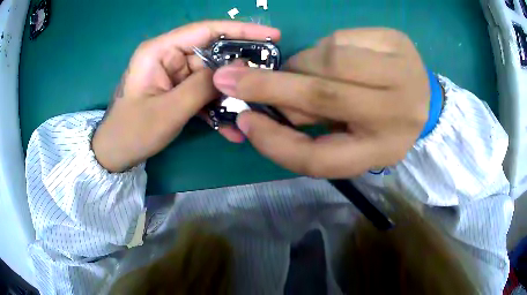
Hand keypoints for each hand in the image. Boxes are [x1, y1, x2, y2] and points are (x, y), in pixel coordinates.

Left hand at [92, 21, 280, 171]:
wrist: (115, 154)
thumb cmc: (132, 132)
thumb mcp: (168, 111)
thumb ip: (202, 87)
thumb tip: (238, 69)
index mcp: (160, 50)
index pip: (206, 30)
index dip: (241, 30)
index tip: (273, 35)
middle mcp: (168, 56)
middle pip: (213, 54)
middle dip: (239, 69)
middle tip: (268, 79)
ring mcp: (173, 74)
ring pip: (211, 77)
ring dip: (229, 95)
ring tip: (252, 109)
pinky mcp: (177, 90)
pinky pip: (202, 93)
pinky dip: (216, 109)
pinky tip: (231, 128)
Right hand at [213, 28, 429, 177]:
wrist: (421, 95)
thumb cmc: (382, 121)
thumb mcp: (349, 139)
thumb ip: (311, 128)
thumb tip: (272, 104)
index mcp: (382, 151)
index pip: (321, 159)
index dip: (275, 143)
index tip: (245, 122)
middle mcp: (398, 115)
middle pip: (324, 98)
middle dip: (270, 87)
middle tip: (233, 78)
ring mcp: (404, 72)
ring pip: (328, 60)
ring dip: (302, 65)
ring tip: (307, 71)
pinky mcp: (398, 41)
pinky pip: (341, 38)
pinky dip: (324, 48)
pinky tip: (336, 57)